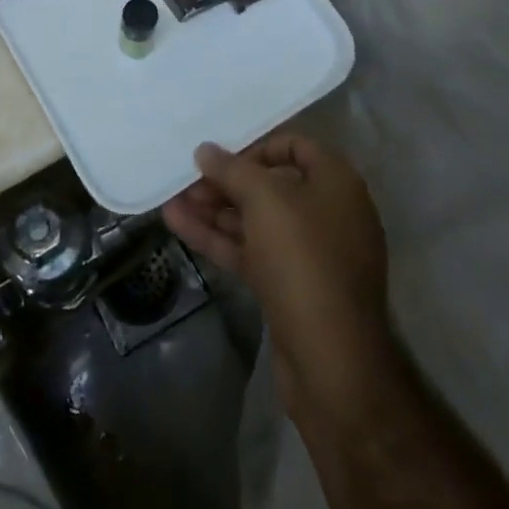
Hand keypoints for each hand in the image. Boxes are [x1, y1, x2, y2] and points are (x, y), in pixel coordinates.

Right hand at [163, 133, 395, 423]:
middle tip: (186, 181)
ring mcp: (310, 254)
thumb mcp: (264, 200)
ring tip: (172, 201)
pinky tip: (179, 226)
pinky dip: (219, 238)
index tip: (220, 157)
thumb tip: (205, 150)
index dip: (255, 147)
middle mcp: (328, 213)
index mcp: (336, 183)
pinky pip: (252, 251)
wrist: (331, 362)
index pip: (295, 146)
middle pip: (271, 185)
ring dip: (215, 210)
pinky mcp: (292, 288)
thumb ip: (231, 169)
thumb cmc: (303, 259)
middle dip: (226, 183)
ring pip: (257, 221)